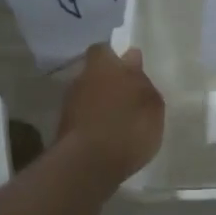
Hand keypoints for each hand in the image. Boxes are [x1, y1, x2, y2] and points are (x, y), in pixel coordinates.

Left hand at [57, 45, 164, 182]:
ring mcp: (69, 104)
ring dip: (100, 103)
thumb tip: (132, 60)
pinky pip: (84, 118)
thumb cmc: (128, 126)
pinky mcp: (64, 129)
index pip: (104, 49)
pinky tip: (109, 136)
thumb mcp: (152, 104)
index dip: (116, 57)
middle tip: (129, 95)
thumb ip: (142, 81)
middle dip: (108, 81)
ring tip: (120, 119)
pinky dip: (94, 123)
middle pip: (94, 73)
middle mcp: (82, 79)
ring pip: (88, 95)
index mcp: (104, 65)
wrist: (88, 165)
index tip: (130, 67)